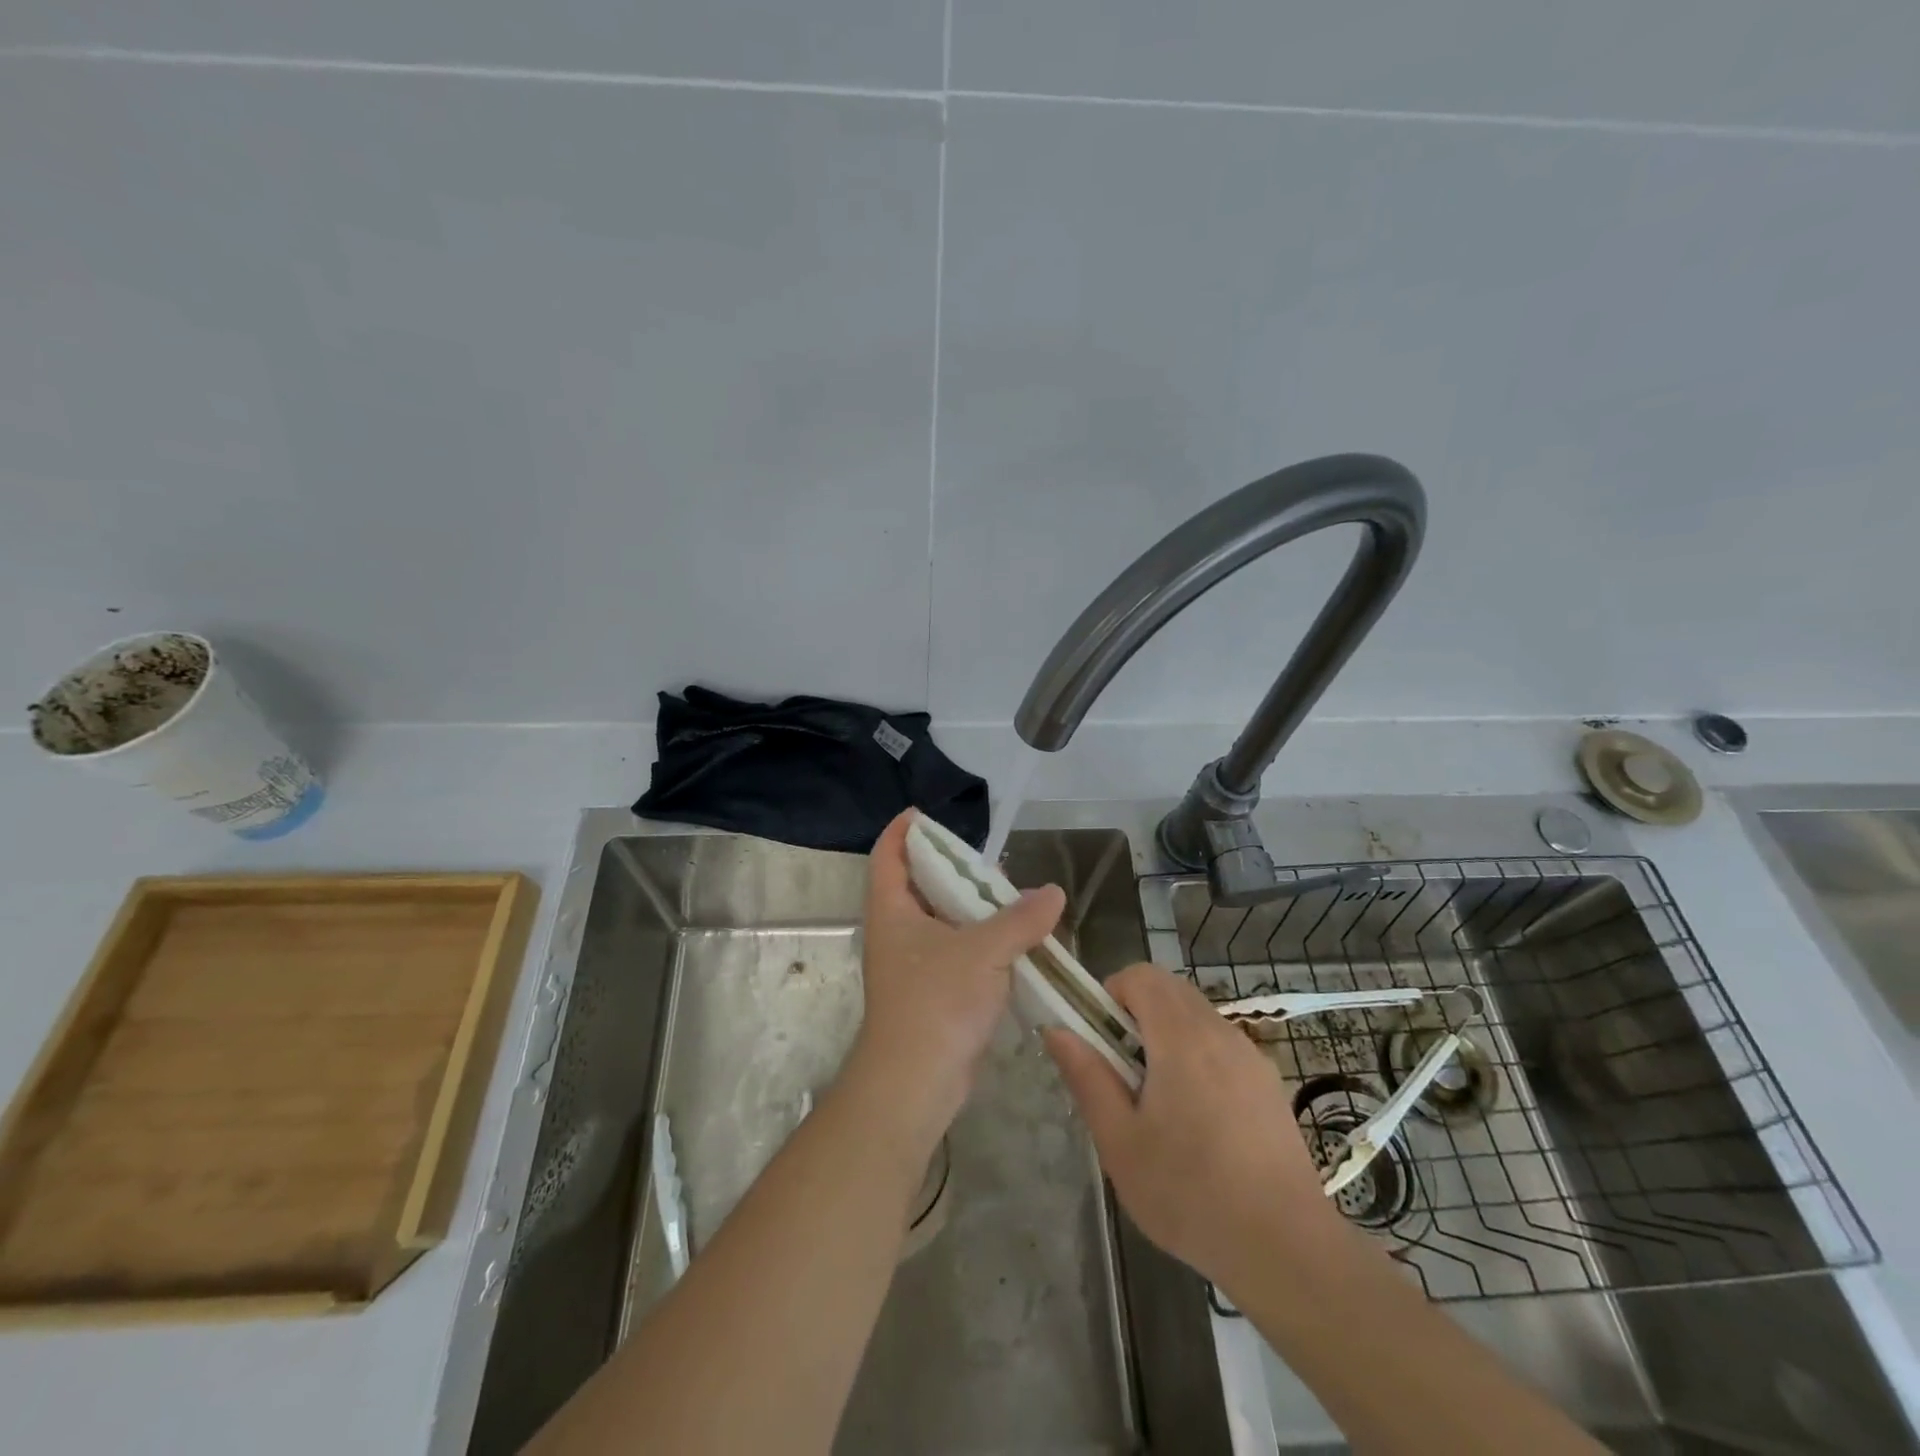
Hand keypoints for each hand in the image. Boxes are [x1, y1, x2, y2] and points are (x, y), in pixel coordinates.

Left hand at [849, 810, 1066, 1140]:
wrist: (915, 1082)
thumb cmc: (936, 1002)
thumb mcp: (984, 951)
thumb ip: (1021, 919)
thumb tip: (1053, 893)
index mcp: (892, 910)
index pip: (889, 855)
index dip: (904, 831)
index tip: (925, 814)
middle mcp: (897, 932)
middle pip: (918, 885)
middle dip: (950, 869)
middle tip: (988, 861)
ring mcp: (913, 964)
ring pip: (941, 921)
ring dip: (971, 908)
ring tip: (1009, 896)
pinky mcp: (932, 991)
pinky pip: (956, 952)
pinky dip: (980, 941)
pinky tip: (1013, 940)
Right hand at [1043, 964, 1346, 1291]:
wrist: (1287, 1249)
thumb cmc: (1189, 1194)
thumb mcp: (1120, 1142)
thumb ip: (1087, 1077)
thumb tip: (1057, 1030)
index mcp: (1181, 1038)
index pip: (1141, 975)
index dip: (1112, 994)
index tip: (1102, 1041)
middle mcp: (1219, 1032)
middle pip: (1170, 989)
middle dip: (1137, 1013)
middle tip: (1123, 1071)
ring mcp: (1251, 1056)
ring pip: (1197, 1016)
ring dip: (1168, 1035)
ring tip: (1159, 1101)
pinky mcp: (1269, 1082)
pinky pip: (1222, 1045)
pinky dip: (1198, 1056)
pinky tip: (1200, 1121)